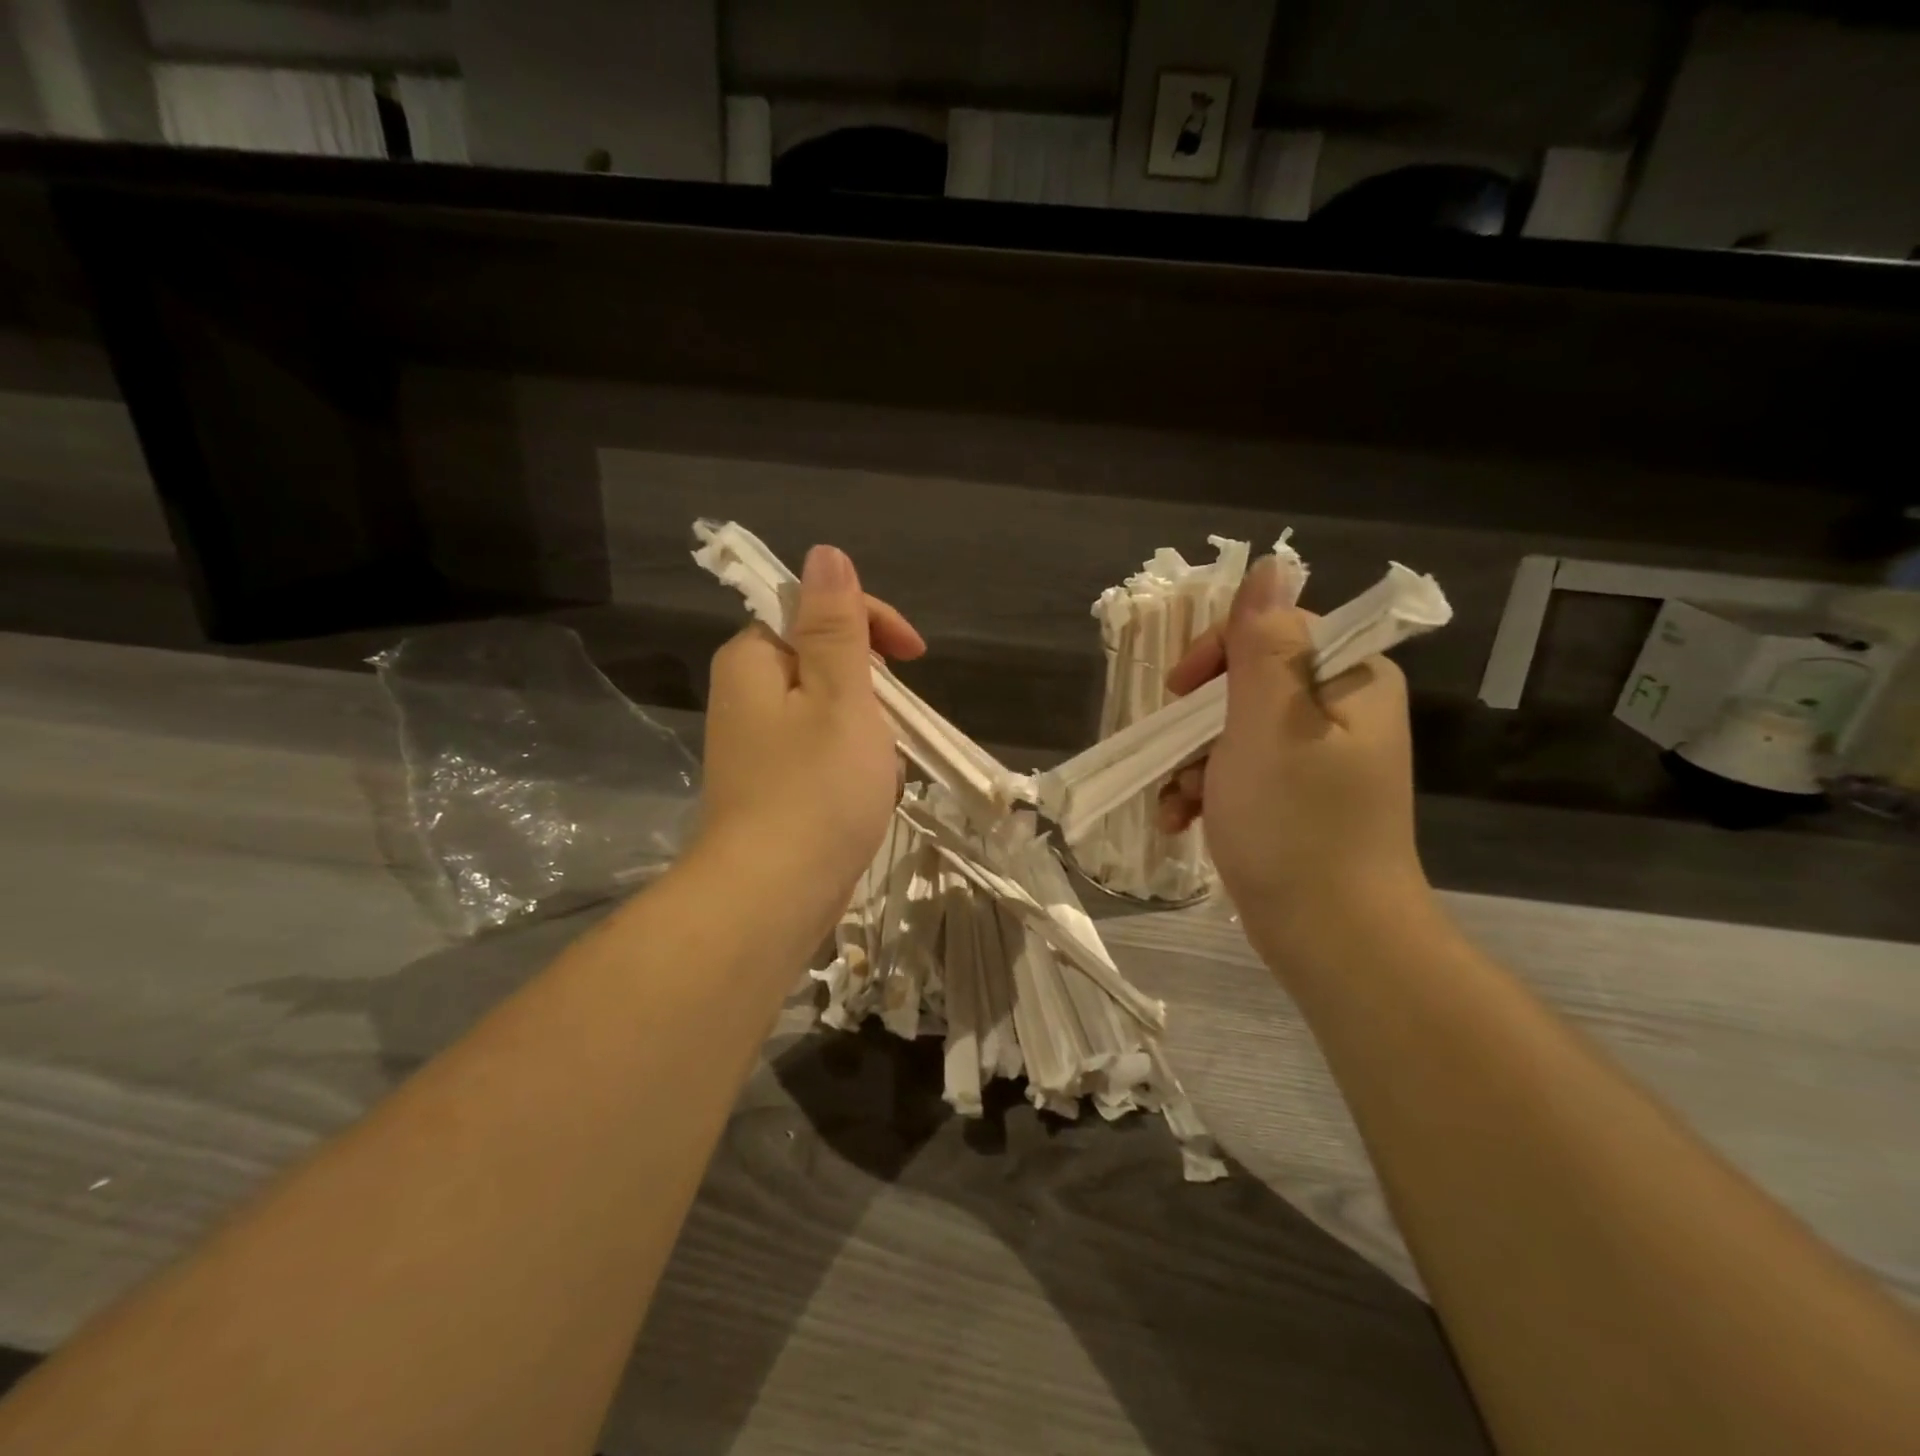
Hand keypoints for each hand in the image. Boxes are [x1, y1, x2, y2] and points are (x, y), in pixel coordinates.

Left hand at [698, 544, 924, 926]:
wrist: (773, 897)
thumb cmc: (816, 788)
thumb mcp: (840, 693)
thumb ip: (835, 624)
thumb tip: (826, 553)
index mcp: (754, 660)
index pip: (815, 610)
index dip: (871, 623)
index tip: (915, 657)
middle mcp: (746, 695)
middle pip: (825, 663)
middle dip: (872, 689)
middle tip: (893, 726)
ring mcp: (758, 746)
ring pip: (831, 713)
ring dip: (869, 732)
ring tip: (882, 771)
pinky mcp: (772, 787)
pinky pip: (823, 755)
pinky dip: (854, 766)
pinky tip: (868, 798)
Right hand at [1158, 556, 1427, 947]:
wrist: (1332, 939)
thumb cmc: (1297, 825)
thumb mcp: (1269, 724)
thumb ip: (1263, 644)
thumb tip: (1269, 565)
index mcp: (1350, 682)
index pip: (1273, 630)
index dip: (1218, 654)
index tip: (1178, 692)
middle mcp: (1341, 714)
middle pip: (1246, 684)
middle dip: (1196, 723)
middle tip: (1177, 756)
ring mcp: (1318, 761)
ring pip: (1232, 733)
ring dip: (1191, 764)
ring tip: (1175, 804)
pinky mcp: (1296, 802)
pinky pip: (1239, 774)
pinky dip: (1205, 792)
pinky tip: (1181, 823)